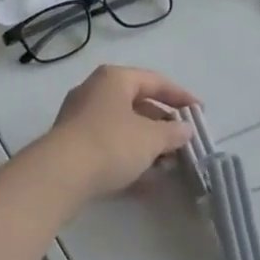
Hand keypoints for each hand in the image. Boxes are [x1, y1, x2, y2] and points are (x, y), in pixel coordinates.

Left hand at [38, 64, 197, 202]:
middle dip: (162, 123)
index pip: (155, 81)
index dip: (180, 96)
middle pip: (137, 103)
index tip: (200, 112)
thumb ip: (172, 133)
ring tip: (168, 163)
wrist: (60, 174)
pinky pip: (109, 144)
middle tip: (183, 140)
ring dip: (146, 143)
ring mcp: (81, 117)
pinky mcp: (73, 144)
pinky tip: (145, 181)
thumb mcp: (150, 138)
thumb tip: (185, 129)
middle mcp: (95, 91)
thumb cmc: (110, 143)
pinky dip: (128, 156)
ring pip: (123, 126)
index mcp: (114, 78)